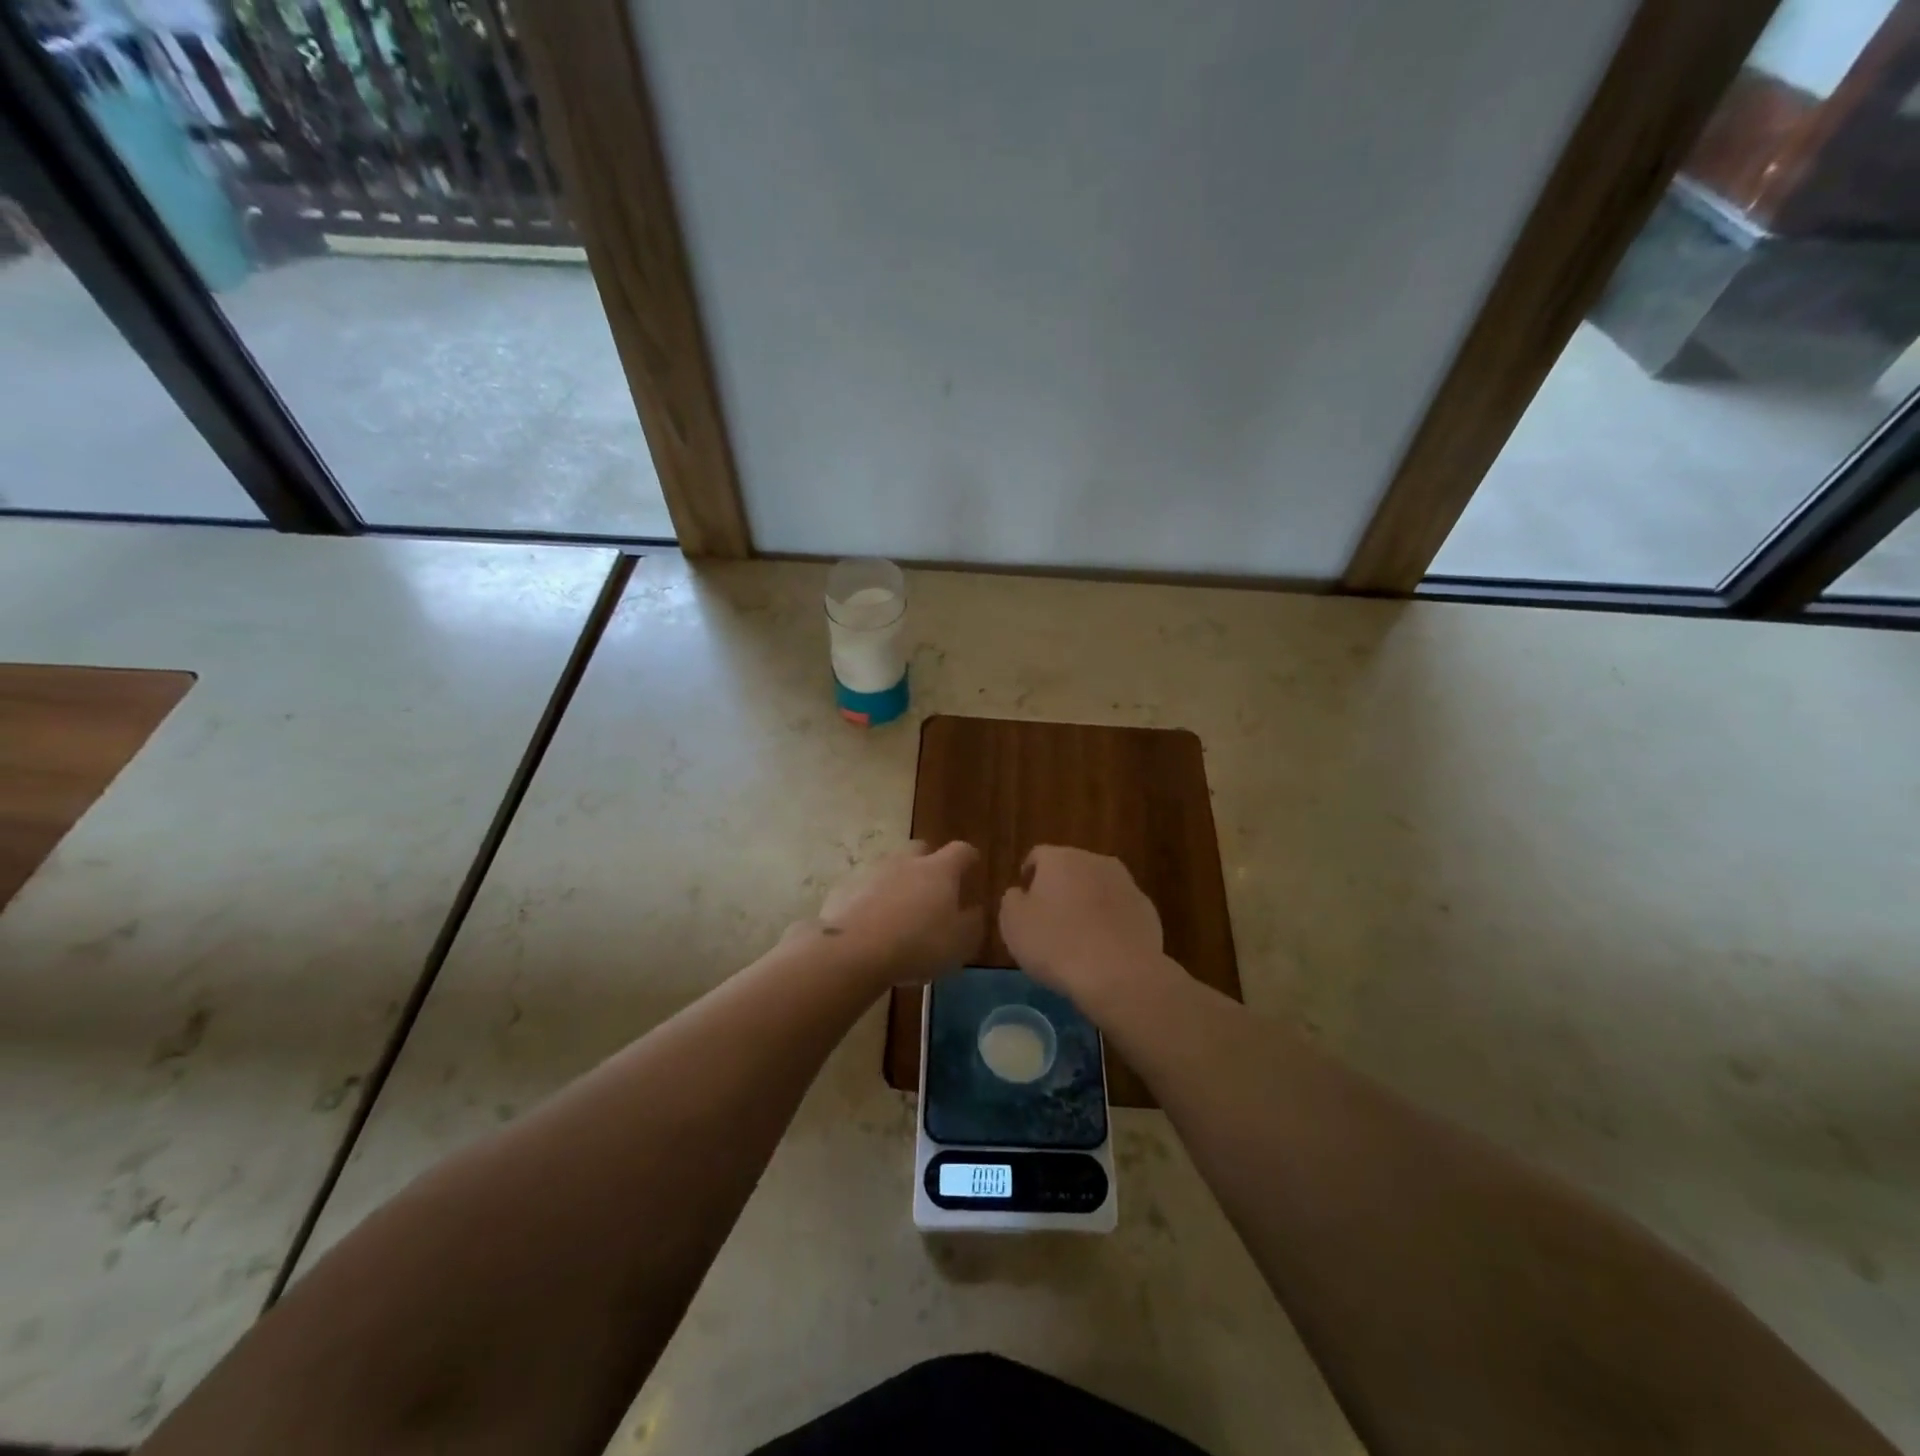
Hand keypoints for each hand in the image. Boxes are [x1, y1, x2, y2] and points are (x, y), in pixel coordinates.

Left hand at [802, 841, 983, 985]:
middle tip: (934, 887)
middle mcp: (907, 862)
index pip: (961, 851)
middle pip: (921, 850)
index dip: (969, 857)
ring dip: (899, 882)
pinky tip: (873, 923)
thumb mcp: (960, 943)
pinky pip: (866, 889)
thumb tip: (974, 910)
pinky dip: (873, 899)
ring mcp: (873, 872)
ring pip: (891, 868)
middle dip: (929, 863)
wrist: (855, 950)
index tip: (972, 865)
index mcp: (939, 870)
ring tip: (901, 910)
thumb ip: (972, 924)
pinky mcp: (846, 888)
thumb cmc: (918, 944)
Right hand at [999, 846, 1167, 1005]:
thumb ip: (1012, 900)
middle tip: (1050, 919)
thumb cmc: (1056, 944)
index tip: (1025, 900)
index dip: (1029, 875)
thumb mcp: (1013, 924)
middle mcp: (1096, 862)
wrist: (1120, 974)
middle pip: (1071, 868)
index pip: (1038, 856)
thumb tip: (1021, 893)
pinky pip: (1120, 911)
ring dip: (1088, 903)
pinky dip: (1111, 922)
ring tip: (1079, 936)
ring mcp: (1126, 884)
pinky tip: (1105, 949)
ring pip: (1099, 888)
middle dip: (1060, 888)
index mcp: (1061, 858)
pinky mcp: (1147, 911)